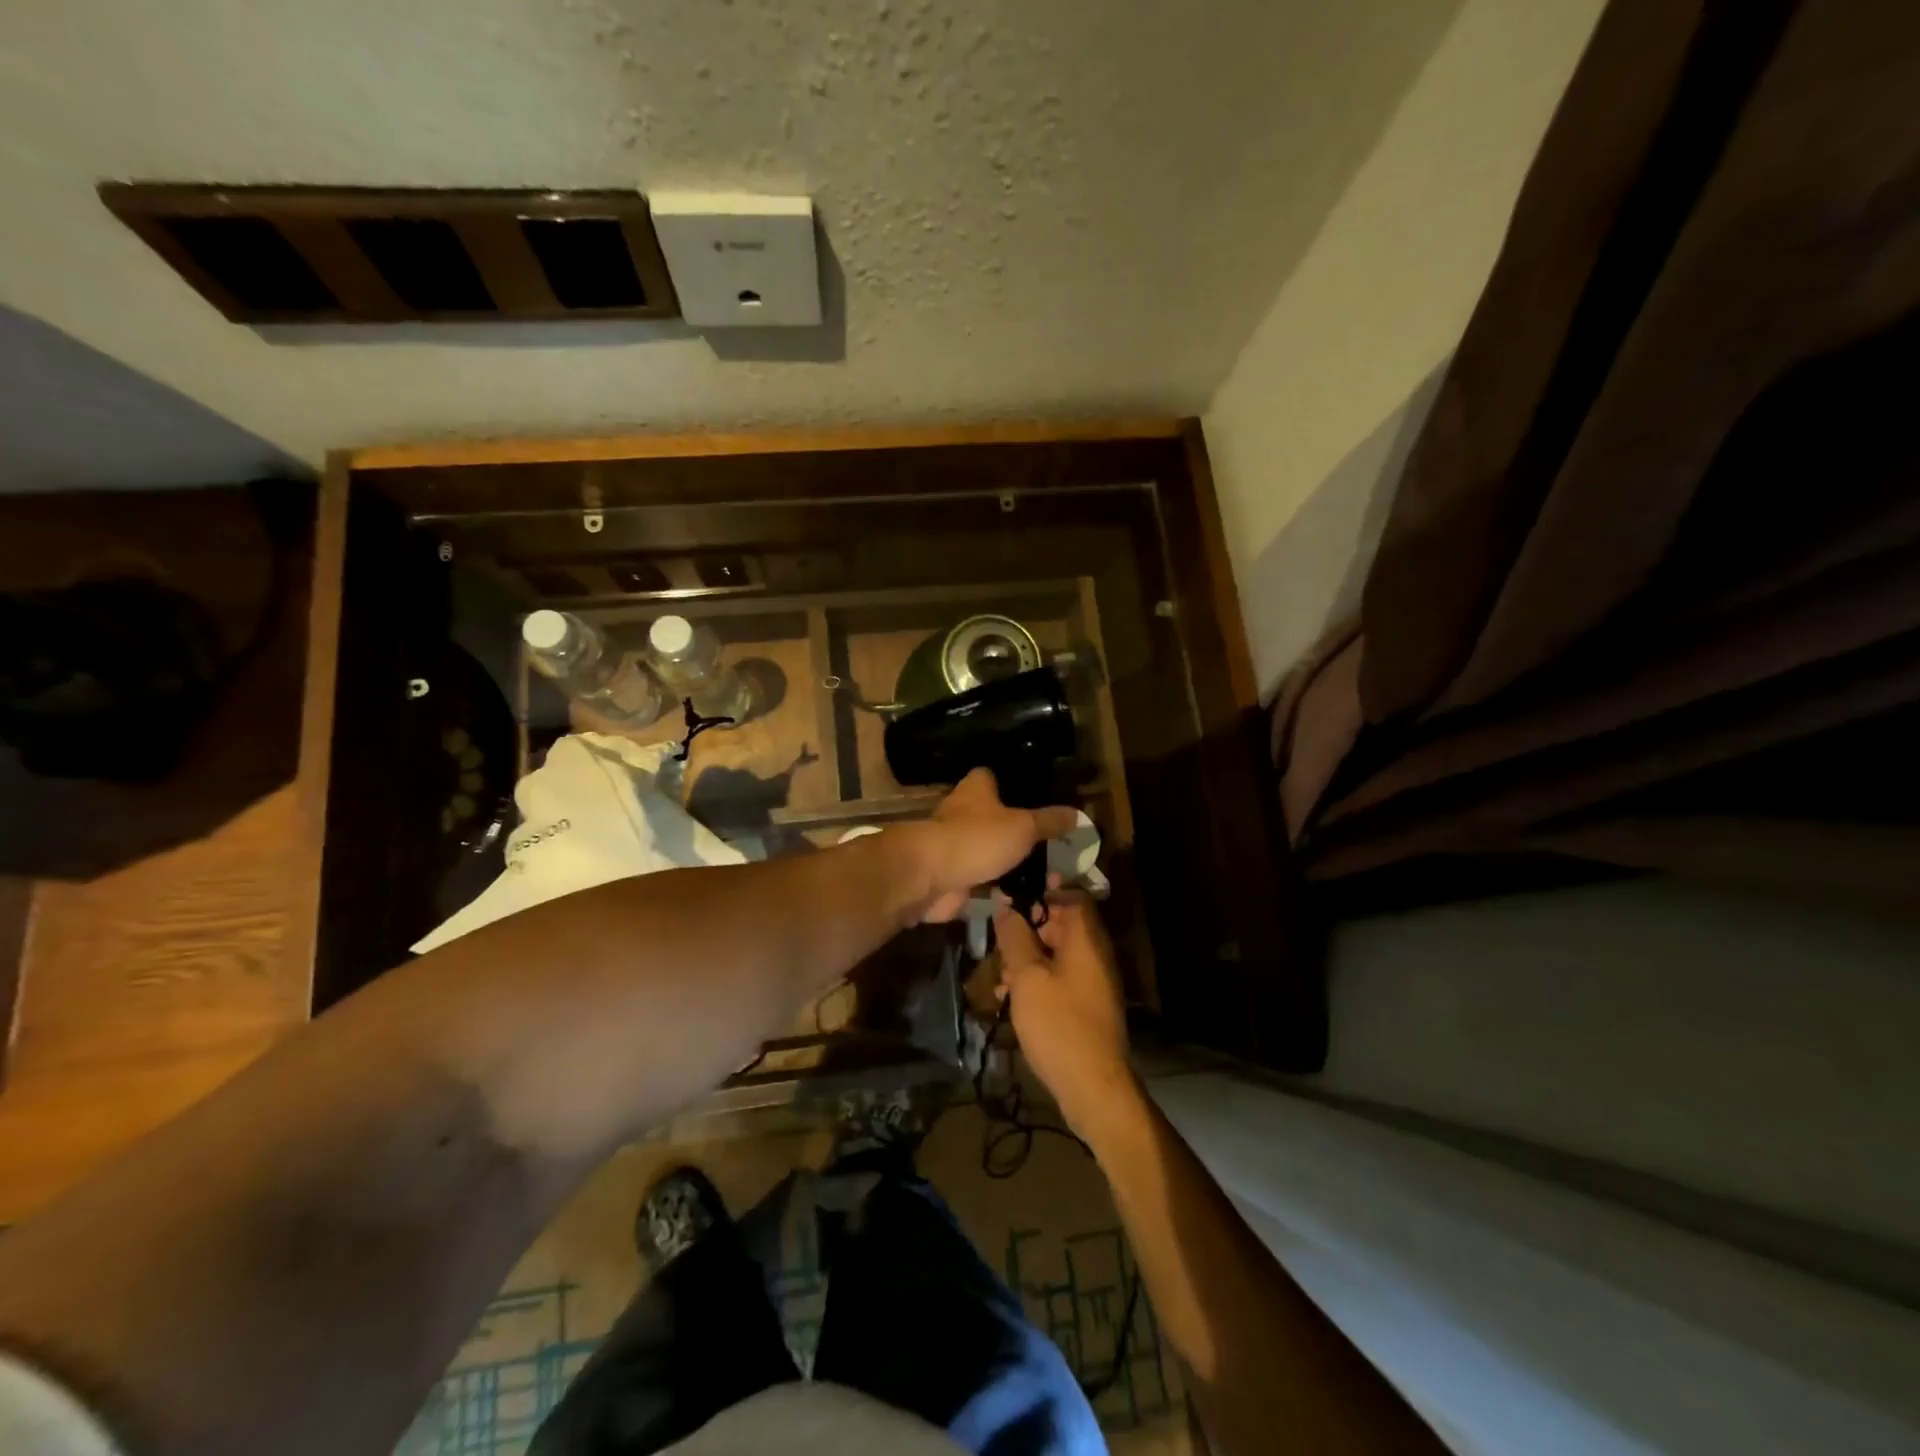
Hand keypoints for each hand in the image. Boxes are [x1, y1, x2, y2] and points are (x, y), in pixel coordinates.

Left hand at [914, 768, 1077, 922]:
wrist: (931, 877)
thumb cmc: (977, 838)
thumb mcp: (1023, 827)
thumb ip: (1049, 822)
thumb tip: (1078, 813)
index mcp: (976, 789)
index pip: (993, 776)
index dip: (1012, 783)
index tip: (1037, 795)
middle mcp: (962, 812)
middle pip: (993, 815)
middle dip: (1017, 829)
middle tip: (1051, 843)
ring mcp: (955, 844)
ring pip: (989, 849)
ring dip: (1009, 861)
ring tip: (1046, 874)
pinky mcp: (952, 875)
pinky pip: (983, 879)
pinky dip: (999, 887)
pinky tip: (1024, 895)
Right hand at [993, 892, 1136, 1141]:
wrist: (1093, 1086)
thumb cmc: (1058, 1024)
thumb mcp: (1027, 977)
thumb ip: (1016, 937)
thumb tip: (1007, 907)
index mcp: (1086, 939)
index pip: (1072, 896)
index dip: (1043, 889)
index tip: (1013, 892)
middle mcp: (1095, 953)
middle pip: (1063, 924)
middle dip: (1029, 927)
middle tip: (999, 938)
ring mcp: (1094, 980)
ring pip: (1058, 952)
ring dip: (1028, 956)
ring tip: (1000, 975)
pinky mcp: (1087, 1004)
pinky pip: (1060, 977)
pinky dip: (1038, 979)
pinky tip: (1012, 997)